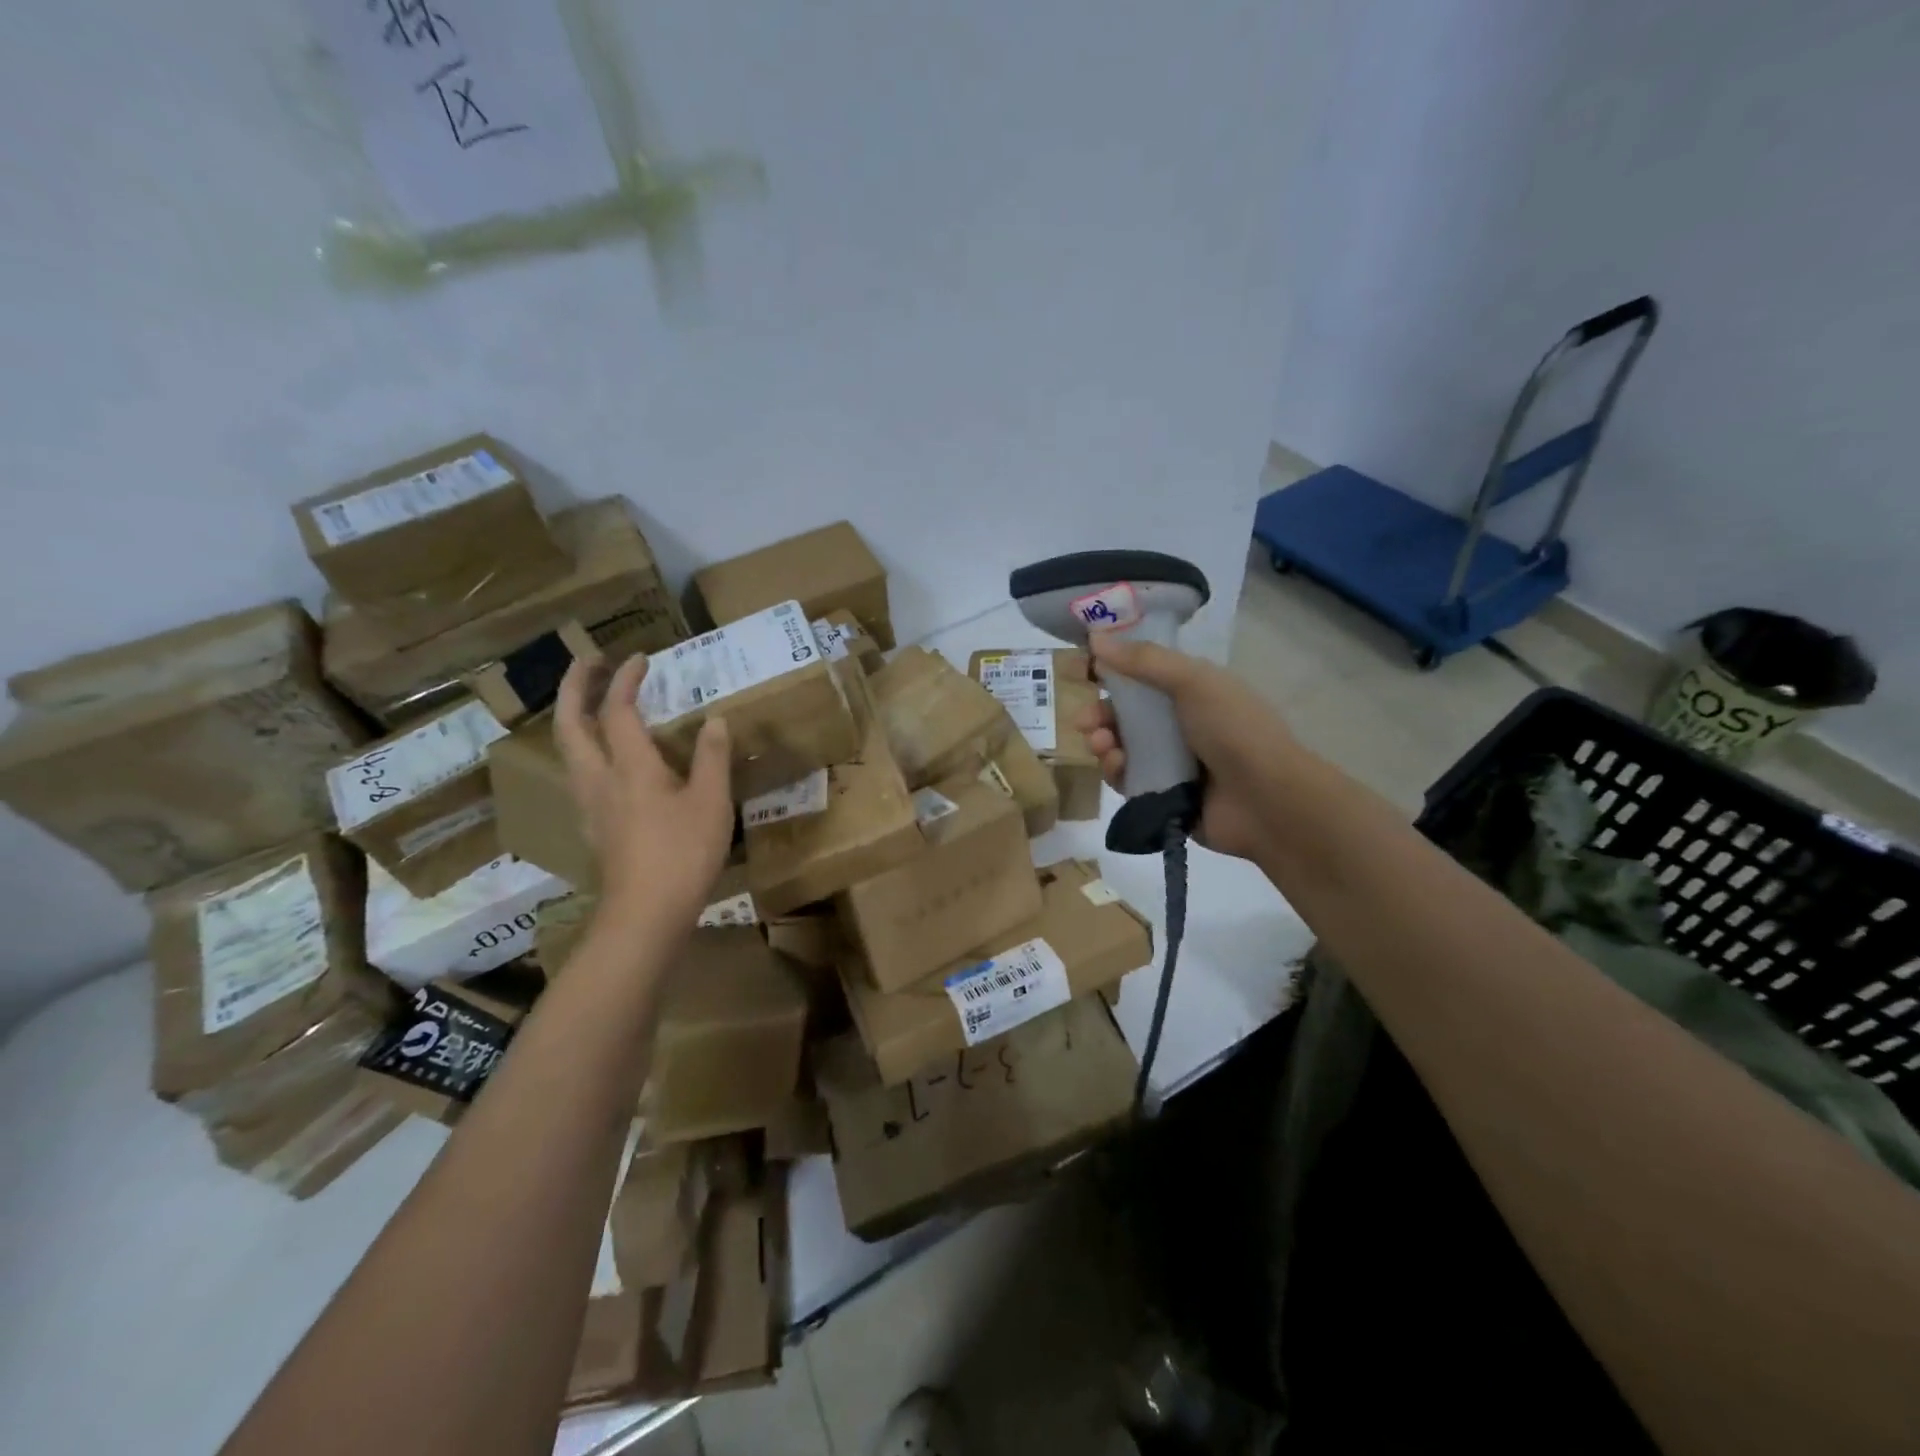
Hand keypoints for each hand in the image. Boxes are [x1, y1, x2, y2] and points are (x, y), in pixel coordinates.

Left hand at [553, 654, 733, 931]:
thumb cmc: (683, 854)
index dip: (627, 680)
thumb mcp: (711, 802)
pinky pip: (580, 773)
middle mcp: (600, 778)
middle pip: (571, 724)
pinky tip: (606, 760)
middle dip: (576, 687)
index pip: (618, 710)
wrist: (646, 914)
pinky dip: (586, 748)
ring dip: (573, 716)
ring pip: (569, 750)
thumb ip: (713, 757)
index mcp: (631, 767)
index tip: (641, 657)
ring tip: (591, 703)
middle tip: (590, 662)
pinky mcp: (594, 826)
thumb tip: (715, 719)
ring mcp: (591, 805)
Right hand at [1076, 634, 1292, 861]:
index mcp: (1193, 692)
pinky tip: (1115, 768)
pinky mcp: (1163, 796)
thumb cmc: (1233, 729)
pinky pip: (1128, 781)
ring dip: (1104, 743)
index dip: (1113, 674)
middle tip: (1083, 721)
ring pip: (1123, 748)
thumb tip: (1096, 638)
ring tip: (1101, 745)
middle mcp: (1181, 725)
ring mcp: (1172, 763)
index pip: (1144, 677)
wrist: (1267, 800)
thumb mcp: (1192, 682)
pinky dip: (1116, 772)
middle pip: (1127, 716)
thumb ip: (1143, 661)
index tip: (1085, 674)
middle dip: (1100, 715)